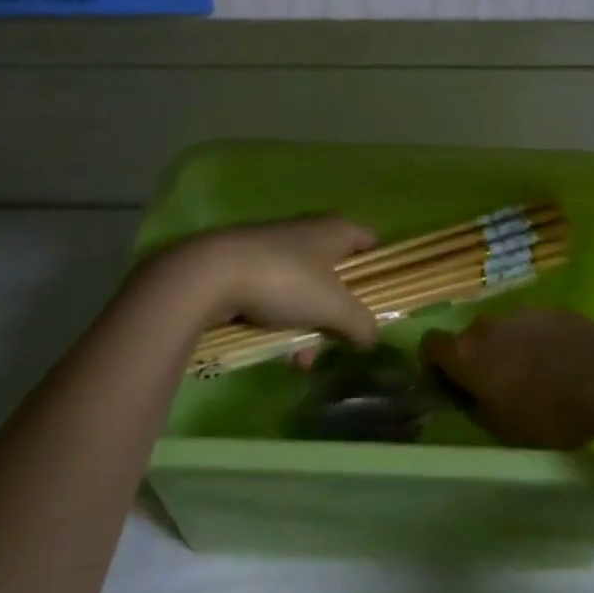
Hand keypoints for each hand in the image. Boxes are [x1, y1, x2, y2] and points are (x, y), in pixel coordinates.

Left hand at [149, 216, 379, 348]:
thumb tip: (372, 336)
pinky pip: (276, 298)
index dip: (380, 267)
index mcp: (334, 231)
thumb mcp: (333, 306)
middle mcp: (307, 234)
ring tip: (299, 361)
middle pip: (337, 275)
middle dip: (338, 315)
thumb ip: (360, 322)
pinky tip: (275, 353)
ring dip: (308, 328)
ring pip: (305, 293)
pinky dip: (280, 324)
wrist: (210, 275)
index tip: (383, 299)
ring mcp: (275, 250)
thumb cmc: (284, 281)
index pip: (370, 241)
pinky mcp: (247, 268)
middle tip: (338, 341)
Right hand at [420, 307, 593, 450]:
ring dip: (508, 351)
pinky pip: (532, 327)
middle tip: (496, 390)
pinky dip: (537, 343)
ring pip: (502, 332)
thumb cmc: (549, 412)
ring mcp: (521, 313)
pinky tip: (561, 366)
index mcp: (466, 354)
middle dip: (476, 360)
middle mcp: (486, 325)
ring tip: (535, 379)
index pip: (429, 346)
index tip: (449, 387)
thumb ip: (477, 409)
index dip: (434, 366)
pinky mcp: (552, 310)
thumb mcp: (504, 429)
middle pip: (468, 338)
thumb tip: (470, 398)